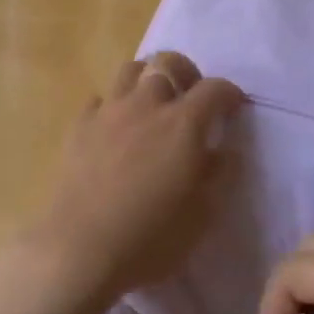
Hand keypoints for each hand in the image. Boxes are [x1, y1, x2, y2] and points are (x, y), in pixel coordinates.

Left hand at [19, 52, 240, 313]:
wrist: (80, 251)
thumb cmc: (150, 239)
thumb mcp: (202, 215)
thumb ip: (219, 175)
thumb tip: (225, 150)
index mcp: (183, 124)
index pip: (214, 89)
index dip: (228, 92)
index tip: (234, 105)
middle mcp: (147, 105)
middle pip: (167, 62)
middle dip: (185, 71)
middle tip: (190, 94)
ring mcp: (109, 112)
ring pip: (131, 69)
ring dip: (147, 78)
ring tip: (152, 102)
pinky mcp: (79, 127)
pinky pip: (100, 99)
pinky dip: (113, 106)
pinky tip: (115, 128)